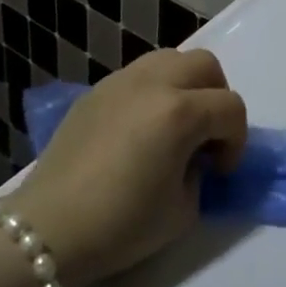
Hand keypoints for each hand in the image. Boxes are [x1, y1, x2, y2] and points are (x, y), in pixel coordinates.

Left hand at [11, 49, 247, 286]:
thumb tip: (192, 157)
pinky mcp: (95, 90)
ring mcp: (121, 81)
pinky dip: (152, 91)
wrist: (50, 227)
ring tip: (173, 124)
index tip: (220, 171)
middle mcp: (153, 83)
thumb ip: (198, 173)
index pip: (230, 107)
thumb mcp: (182, 210)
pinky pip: (138, 75)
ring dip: (184, 85)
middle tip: (205, 136)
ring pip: (170, 58)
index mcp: (180, 112)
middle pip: (205, 65)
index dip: (236, 141)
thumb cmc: (121, 225)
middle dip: (216, 98)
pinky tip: (138, 130)